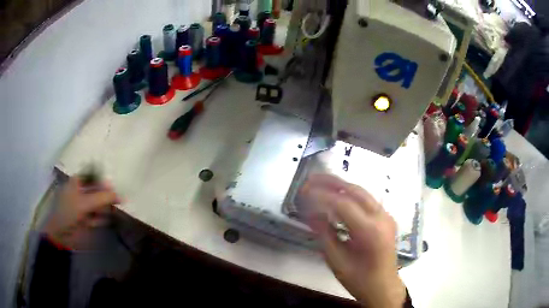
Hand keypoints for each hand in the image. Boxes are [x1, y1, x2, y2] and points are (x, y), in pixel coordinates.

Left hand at [43, 177, 119, 248]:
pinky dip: (101, 219)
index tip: (112, 188)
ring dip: (105, 208)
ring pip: (98, 205)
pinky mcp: (87, 220)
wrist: (61, 234)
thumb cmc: (69, 212)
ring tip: (109, 212)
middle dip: (105, 196)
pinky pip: (97, 217)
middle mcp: (80, 192)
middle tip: (116, 201)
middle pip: (97, 191)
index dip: (103, 181)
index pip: (93, 176)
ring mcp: (83, 207)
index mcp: (76, 182)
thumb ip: (102, 197)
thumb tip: (120, 195)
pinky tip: (102, 222)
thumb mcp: (85, 202)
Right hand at [298, 174, 405, 307]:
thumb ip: (324, 234)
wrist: (384, 287)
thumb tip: (309, 213)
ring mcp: (386, 216)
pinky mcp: (386, 218)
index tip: (303, 192)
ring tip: (320, 183)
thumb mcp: (337, 261)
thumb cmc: (360, 280)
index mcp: (370, 231)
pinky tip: (337, 197)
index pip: (343, 204)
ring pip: (362, 192)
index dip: (321, 196)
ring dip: (340, 186)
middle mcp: (382, 217)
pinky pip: (366, 200)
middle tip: (310, 179)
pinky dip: (349, 195)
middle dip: (331, 182)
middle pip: (355, 190)